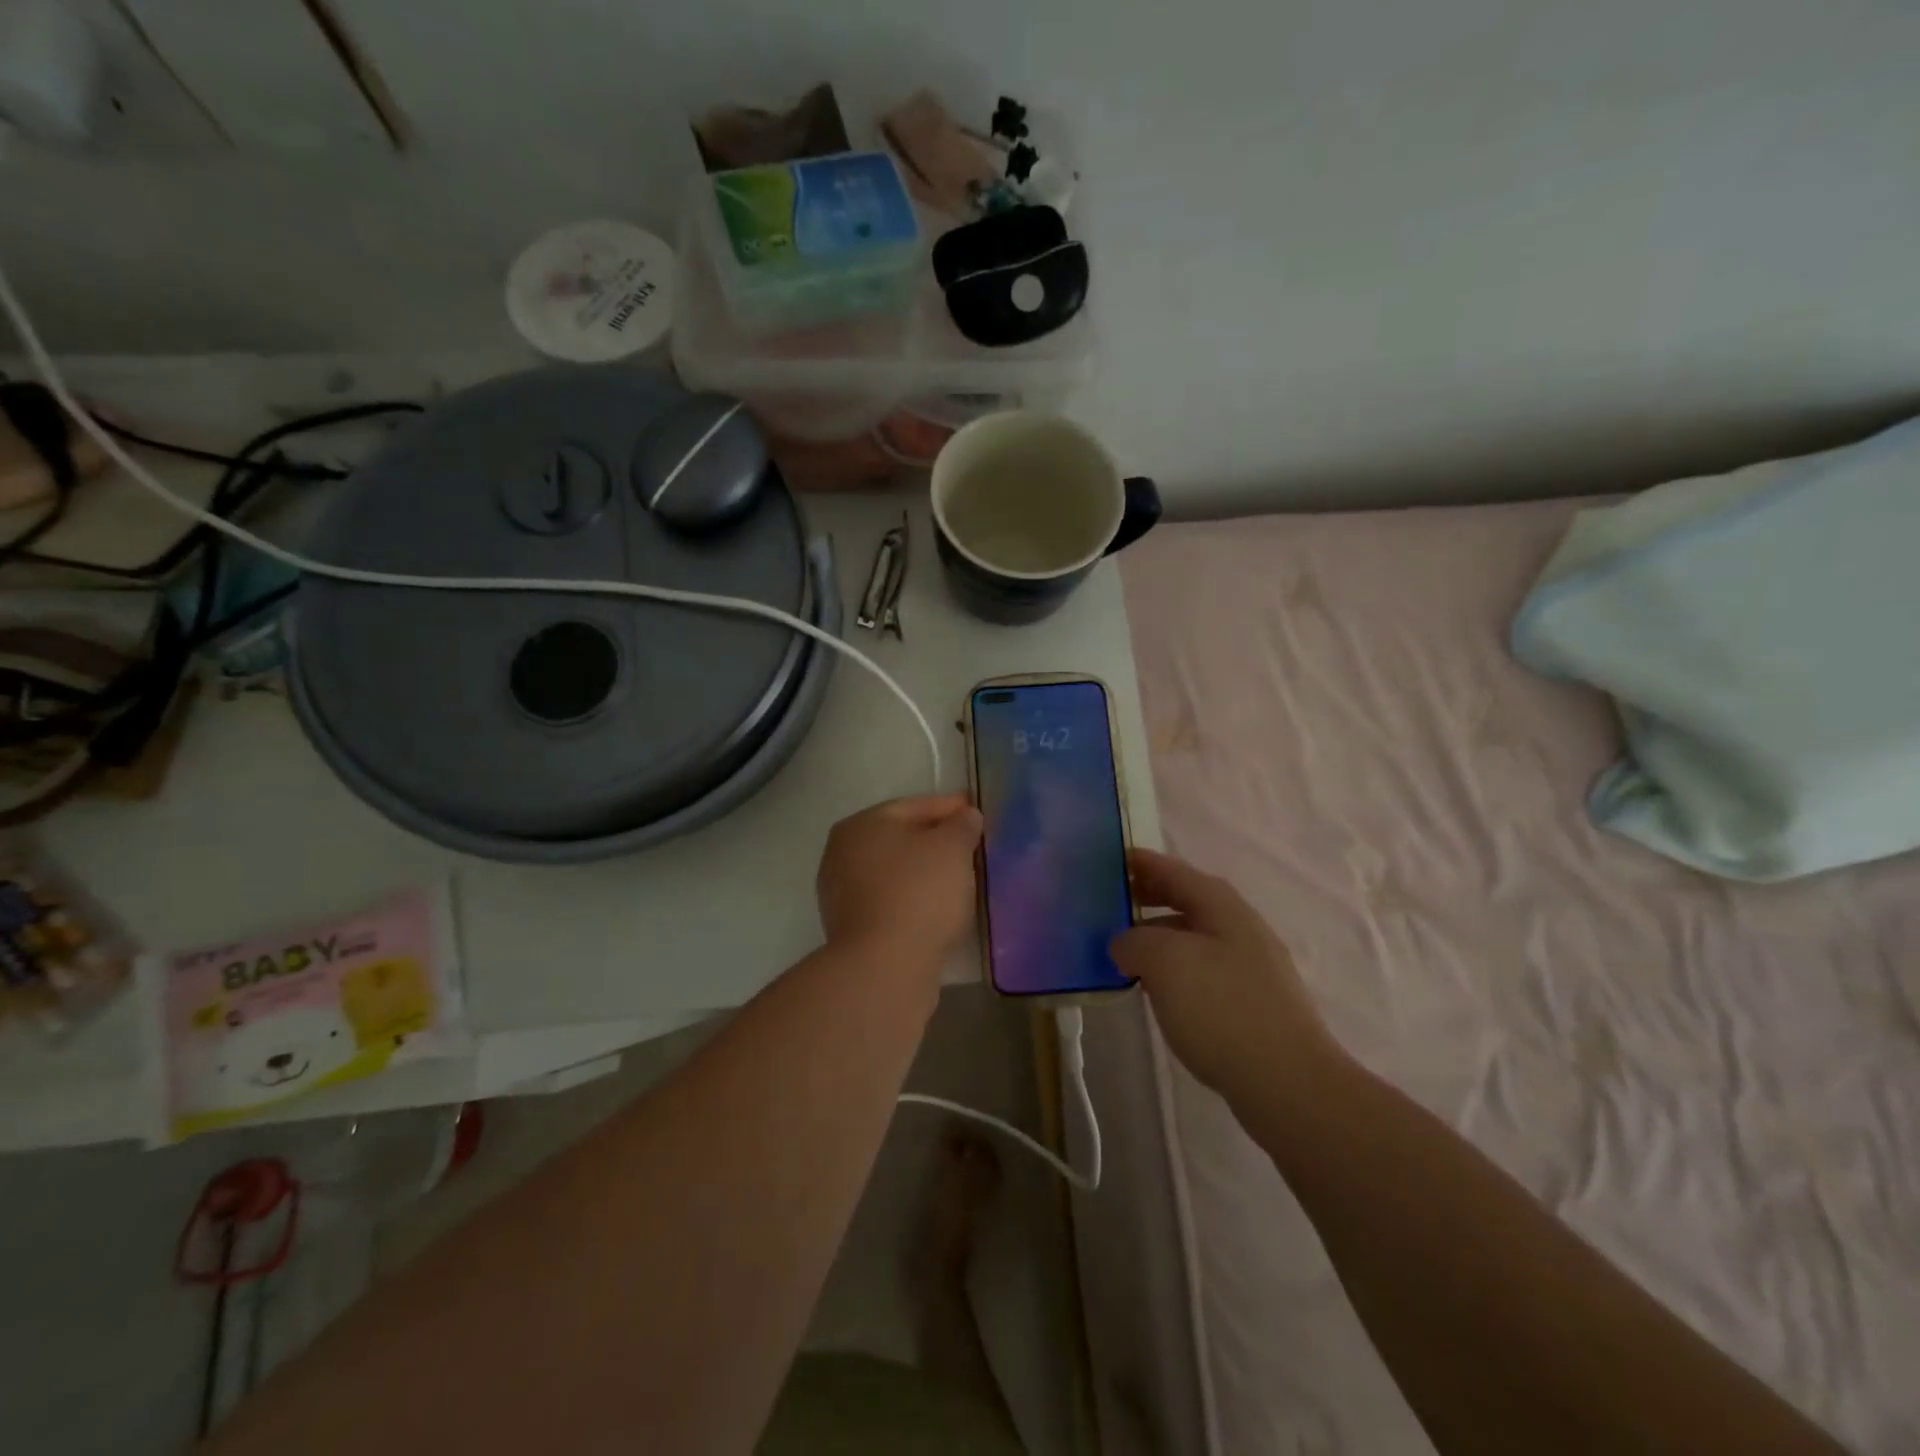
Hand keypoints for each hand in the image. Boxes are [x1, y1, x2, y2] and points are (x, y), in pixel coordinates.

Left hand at [817, 793, 983, 967]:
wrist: (884, 966)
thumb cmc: (919, 893)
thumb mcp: (952, 848)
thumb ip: (962, 825)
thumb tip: (966, 816)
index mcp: (861, 824)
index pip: (914, 806)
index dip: (949, 807)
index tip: (975, 811)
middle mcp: (843, 853)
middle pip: (901, 838)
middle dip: (936, 840)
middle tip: (971, 845)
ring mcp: (842, 892)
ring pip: (896, 871)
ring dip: (925, 872)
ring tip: (961, 878)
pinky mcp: (852, 927)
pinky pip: (892, 900)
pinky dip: (914, 898)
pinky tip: (939, 907)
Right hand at [1111, 849, 1343, 1100]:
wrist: (1288, 1083)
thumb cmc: (1222, 1008)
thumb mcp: (1164, 961)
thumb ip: (1134, 941)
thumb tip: (1124, 944)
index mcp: (1222, 906)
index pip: (1174, 871)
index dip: (1142, 863)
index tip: (1110, 859)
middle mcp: (1240, 927)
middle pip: (1188, 900)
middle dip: (1150, 898)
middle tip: (1111, 904)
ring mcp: (1252, 967)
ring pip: (1195, 938)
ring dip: (1160, 936)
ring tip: (1125, 951)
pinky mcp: (1253, 1004)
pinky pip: (1203, 970)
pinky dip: (1175, 969)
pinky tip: (1159, 991)